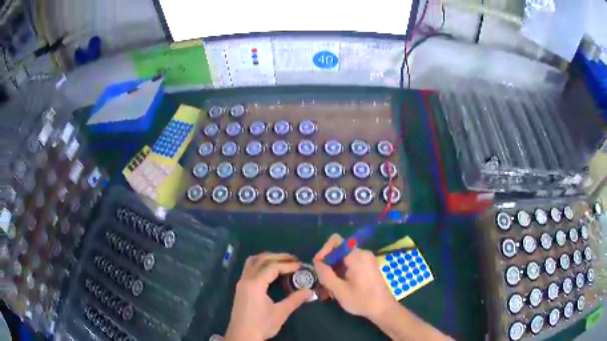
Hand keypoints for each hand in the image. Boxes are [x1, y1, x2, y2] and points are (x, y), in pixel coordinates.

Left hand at [225, 253, 312, 340]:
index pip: (272, 267)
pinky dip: (261, 264)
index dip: (287, 264)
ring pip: (252, 262)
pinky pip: (249, 268)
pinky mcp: (241, 288)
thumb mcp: (280, 313)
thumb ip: (295, 300)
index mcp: (255, 284)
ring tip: (282, 261)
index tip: (301, 265)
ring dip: (267, 258)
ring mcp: (241, 283)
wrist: (242, 336)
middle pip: (261, 259)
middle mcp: (246, 279)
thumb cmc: (261, 325)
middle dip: (277, 257)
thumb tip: (310, 291)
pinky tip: (270, 272)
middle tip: (293, 259)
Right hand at [313, 234, 394, 319]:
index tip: (319, 267)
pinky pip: (351, 264)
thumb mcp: (339, 290)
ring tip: (331, 289)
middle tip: (323, 282)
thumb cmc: (362, 300)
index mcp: (356, 256)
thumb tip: (317, 262)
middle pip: (339, 251)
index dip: (324, 251)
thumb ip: (326, 274)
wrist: (384, 309)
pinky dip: (343, 273)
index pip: (336, 241)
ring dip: (334, 271)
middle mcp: (363, 253)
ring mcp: (367, 259)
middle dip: (329, 265)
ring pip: (343, 259)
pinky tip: (340, 288)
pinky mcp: (369, 266)